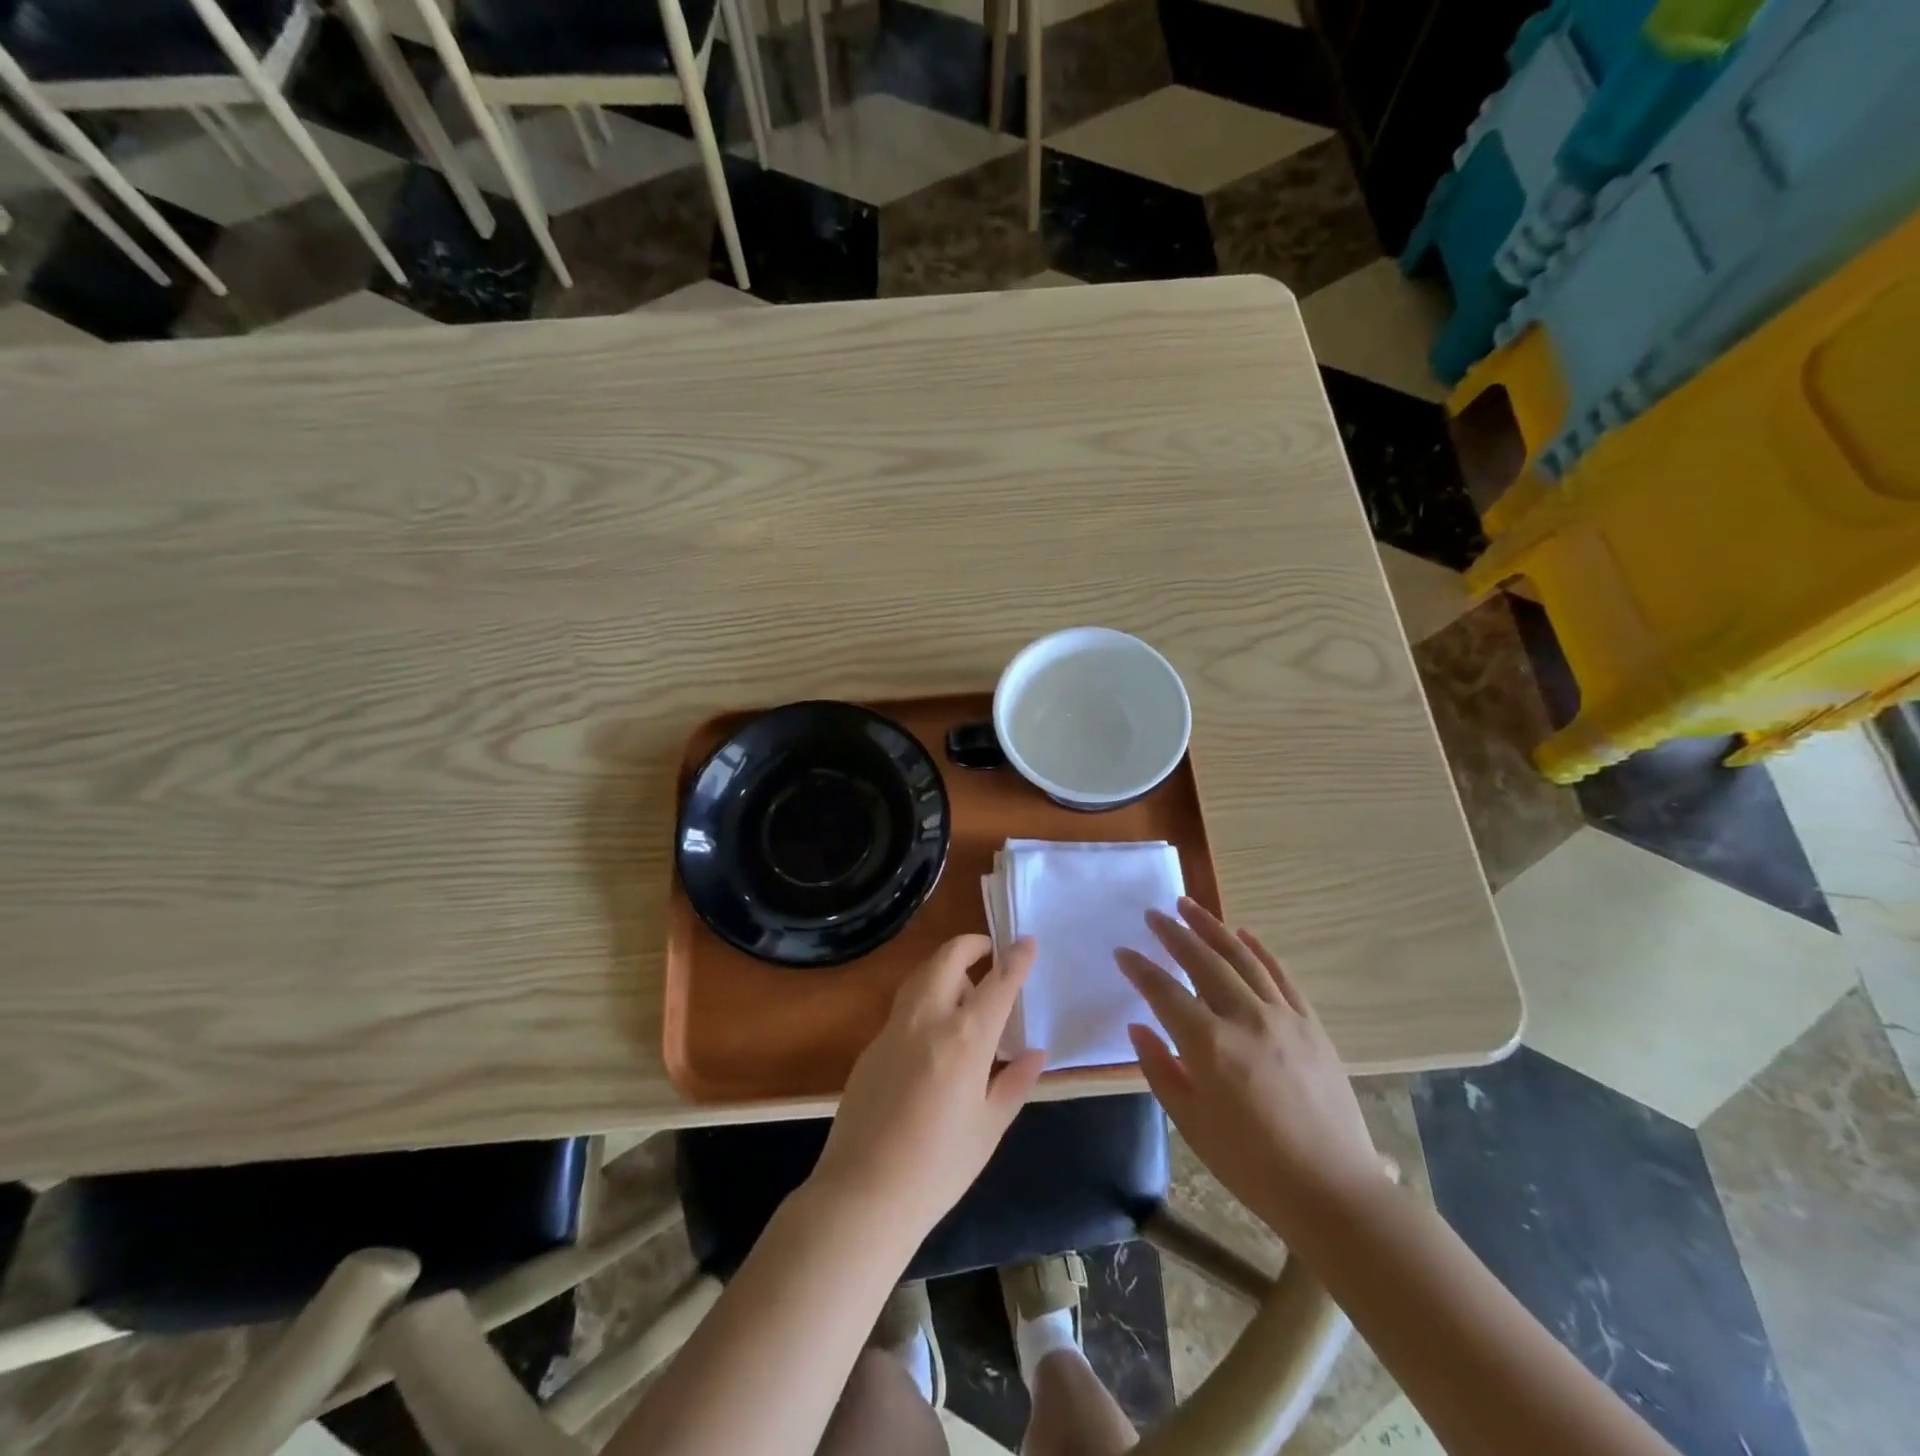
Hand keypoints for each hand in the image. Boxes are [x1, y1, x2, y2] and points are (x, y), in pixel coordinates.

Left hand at [812, 934, 1045, 1238]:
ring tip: (966, 990)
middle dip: (971, 945)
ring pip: (920, 975)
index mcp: (963, 1040)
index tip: (1027, 940)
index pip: (997, 983)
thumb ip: (1014, 1083)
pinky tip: (935, 1031)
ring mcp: (893, 1029)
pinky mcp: (871, 1046)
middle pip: (947, 959)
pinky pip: (904, 1006)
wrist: (863, 1195)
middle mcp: (926, 1021)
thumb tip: (1034, 1053)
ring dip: (945, 967)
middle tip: (990, 952)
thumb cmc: (939, 1168)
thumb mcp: (989, 1128)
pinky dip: (926, 997)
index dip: (1015, 959)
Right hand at [1116, 898, 1386, 1237]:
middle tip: (1153, 914)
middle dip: (1173, 933)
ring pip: (1240, 957)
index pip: (1164, 992)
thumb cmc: (1252, 1165)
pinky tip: (1242, 933)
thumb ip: (1160, 1070)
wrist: (1333, 1191)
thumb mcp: (1192, 1125)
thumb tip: (1138, 1028)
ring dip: (1211, 927)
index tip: (1123, 951)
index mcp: (1209, 1046)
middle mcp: (1244, 1018)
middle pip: (1201, 961)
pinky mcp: (1310, 1023)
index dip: (1140, 969)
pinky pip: (1280, 975)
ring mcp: (1283, 1017)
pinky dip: (1259, 949)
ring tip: (1189, 905)